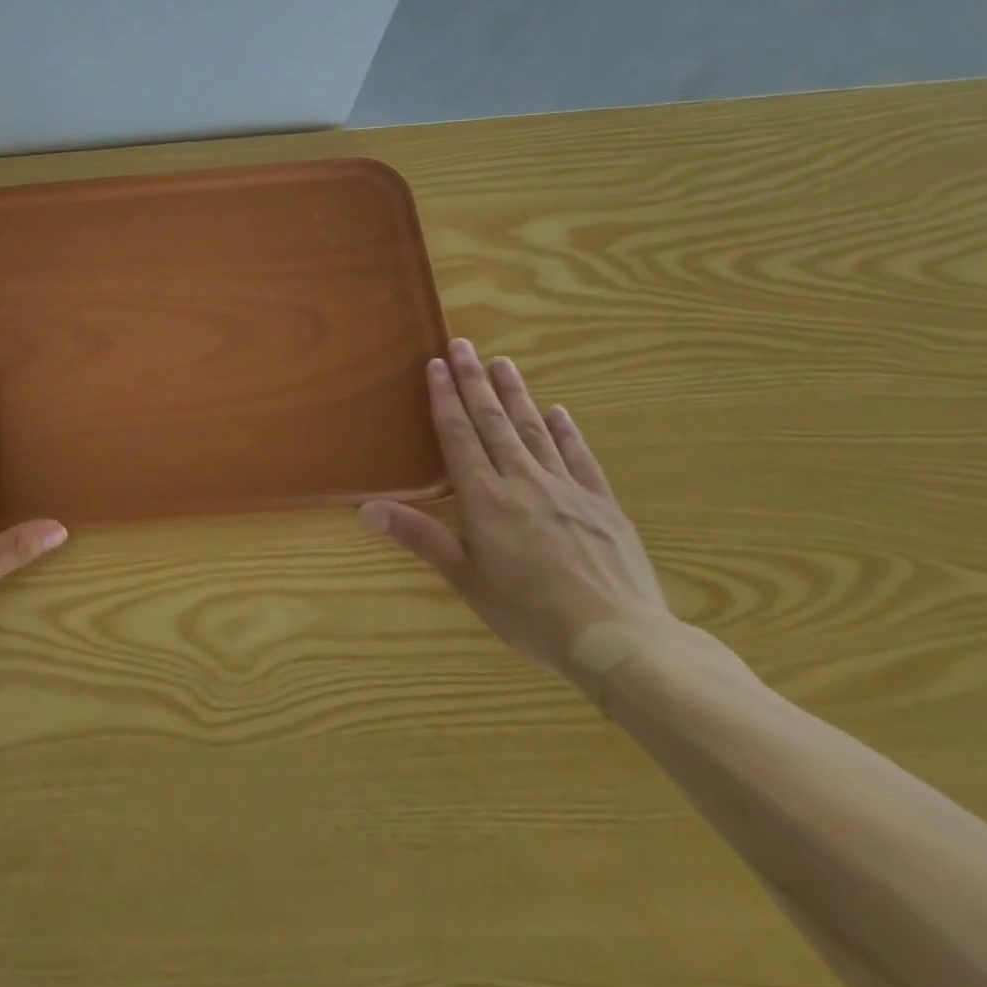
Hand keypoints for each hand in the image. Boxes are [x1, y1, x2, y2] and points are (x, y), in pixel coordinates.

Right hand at [361, 338, 671, 684]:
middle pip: (494, 422)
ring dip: (516, 395)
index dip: (445, 398)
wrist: (620, 641)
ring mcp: (567, 490)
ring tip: (503, 363)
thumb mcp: (466, 580)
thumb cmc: (530, 614)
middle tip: (464, 345)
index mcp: (485, 499)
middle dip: (475, 381)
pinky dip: (567, 432)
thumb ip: (420, 537)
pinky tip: (559, 412)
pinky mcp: (602, 505)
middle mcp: (523, 482)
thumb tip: (366, 507)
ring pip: (534, 430)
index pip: (459, 436)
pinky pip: (580, 458)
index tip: (436, 365)